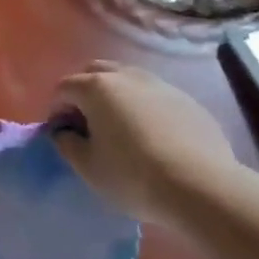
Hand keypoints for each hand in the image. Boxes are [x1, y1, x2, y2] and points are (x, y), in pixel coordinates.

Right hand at [50, 61, 244, 221]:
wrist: (201, 187)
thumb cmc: (132, 176)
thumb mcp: (87, 167)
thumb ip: (66, 143)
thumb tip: (64, 131)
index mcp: (96, 88)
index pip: (64, 88)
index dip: (56, 110)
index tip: (62, 134)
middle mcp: (127, 76)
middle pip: (94, 71)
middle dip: (83, 92)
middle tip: (86, 123)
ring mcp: (160, 85)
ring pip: (127, 78)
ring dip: (115, 95)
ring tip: (119, 127)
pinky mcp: (187, 100)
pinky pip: (154, 95)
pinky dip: (143, 106)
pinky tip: (152, 136)